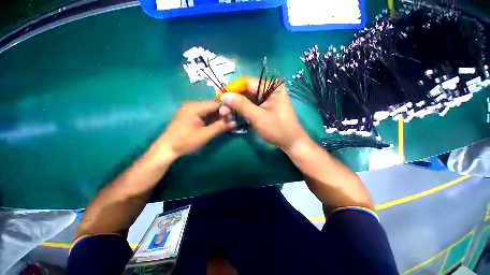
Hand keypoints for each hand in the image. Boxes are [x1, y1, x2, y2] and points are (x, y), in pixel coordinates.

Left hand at [148, 101, 235, 161]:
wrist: (167, 149)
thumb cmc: (185, 142)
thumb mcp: (205, 135)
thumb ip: (220, 127)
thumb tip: (235, 122)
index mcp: (195, 107)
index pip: (215, 103)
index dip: (226, 110)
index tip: (233, 118)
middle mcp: (192, 105)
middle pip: (212, 106)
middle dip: (222, 114)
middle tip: (230, 122)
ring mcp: (190, 110)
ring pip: (209, 110)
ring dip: (218, 117)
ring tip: (226, 124)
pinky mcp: (190, 115)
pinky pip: (204, 114)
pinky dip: (211, 119)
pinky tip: (217, 124)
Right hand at [220, 77, 309, 151]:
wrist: (290, 142)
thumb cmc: (277, 129)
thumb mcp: (258, 117)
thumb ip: (241, 105)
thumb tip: (224, 95)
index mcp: (271, 86)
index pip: (247, 82)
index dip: (232, 88)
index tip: (219, 97)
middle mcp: (269, 89)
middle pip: (246, 90)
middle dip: (233, 99)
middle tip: (222, 110)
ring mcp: (267, 98)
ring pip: (247, 98)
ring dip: (236, 105)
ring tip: (226, 114)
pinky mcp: (265, 106)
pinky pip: (251, 105)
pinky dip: (242, 109)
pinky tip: (234, 114)